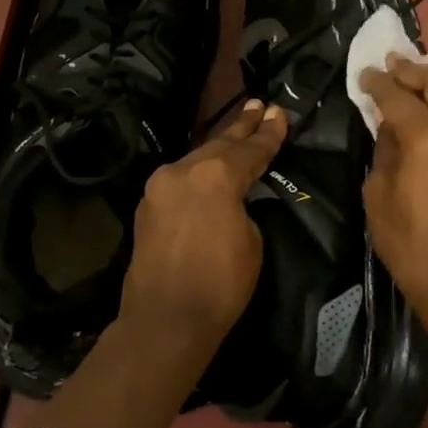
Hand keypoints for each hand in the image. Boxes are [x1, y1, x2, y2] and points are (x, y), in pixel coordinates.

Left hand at [121, 100, 287, 342]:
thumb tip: (233, 199)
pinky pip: (180, 178)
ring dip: (219, 145)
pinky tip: (208, 167)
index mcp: (215, 176)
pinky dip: (199, 170)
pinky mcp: (147, 205)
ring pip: (197, 158)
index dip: (269, 133)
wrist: (164, 321)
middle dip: (243, 126)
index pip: (251, 150)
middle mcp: (183, 170)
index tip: (280, 114)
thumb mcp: (251, 240)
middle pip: (220, 143)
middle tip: (259, 105)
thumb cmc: (220, 285)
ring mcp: (160, 186)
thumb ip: (243, 206)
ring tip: (239, 127)